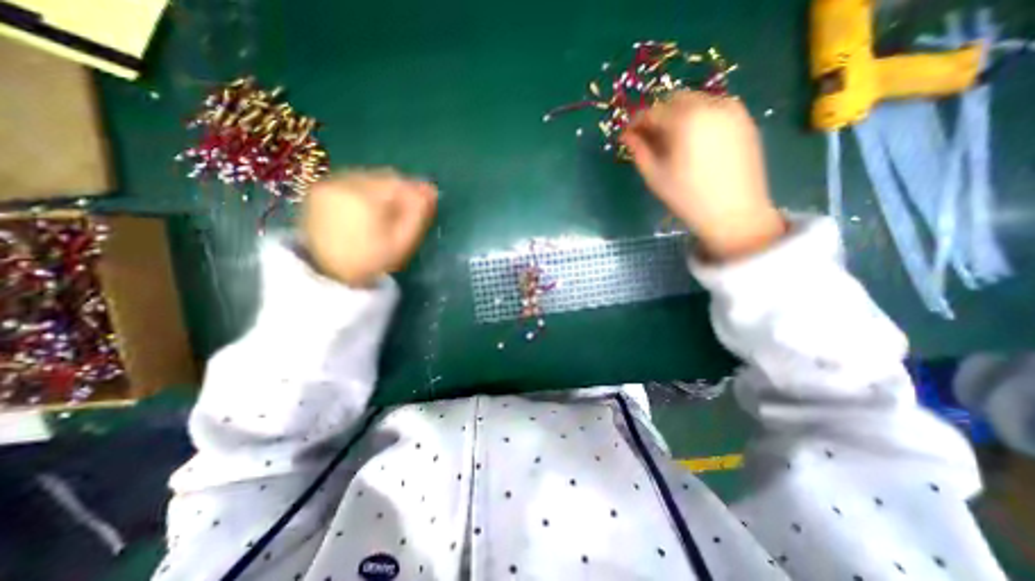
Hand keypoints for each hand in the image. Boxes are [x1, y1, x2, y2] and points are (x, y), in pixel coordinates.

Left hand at [303, 167, 440, 284]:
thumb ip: (417, 214)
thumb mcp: (402, 242)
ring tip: (386, 212)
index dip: (415, 190)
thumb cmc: (371, 260)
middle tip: (406, 209)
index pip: (398, 182)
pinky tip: (368, 210)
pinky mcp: (319, 188)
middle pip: (382, 176)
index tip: (425, 202)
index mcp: (363, 197)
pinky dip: (365, 191)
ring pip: (368, 177)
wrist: (329, 273)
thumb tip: (431, 190)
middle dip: (398, 190)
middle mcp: (343, 183)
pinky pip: (352, 181)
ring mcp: (328, 184)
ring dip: (382, 190)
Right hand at [621, 92, 783, 260]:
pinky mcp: (745, 120)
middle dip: (659, 115)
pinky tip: (694, 142)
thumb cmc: (688, 197)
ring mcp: (733, 110)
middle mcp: (711, 105)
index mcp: (686, 119)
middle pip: (676, 100)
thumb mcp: (655, 176)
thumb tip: (627, 136)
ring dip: (679, 115)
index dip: (637, 122)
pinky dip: (699, 118)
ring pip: (697, 101)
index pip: (654, 111)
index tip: (628, 135)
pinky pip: (715, 109)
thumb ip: (639, 151)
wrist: (735, 213)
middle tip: (649, 138)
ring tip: (671, 141)